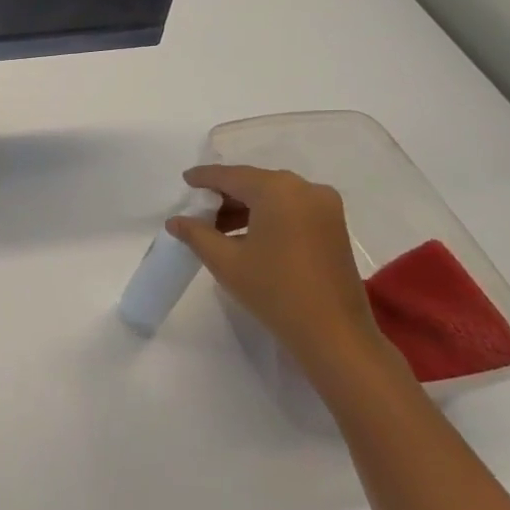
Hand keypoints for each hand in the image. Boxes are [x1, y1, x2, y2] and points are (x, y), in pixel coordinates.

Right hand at [167, 165, 392, 376]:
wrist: (333, 333)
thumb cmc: (274, 290)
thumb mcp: (225, 261)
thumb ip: (196, 234)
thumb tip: (174, 220)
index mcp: (277, 190)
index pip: (231, 176)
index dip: (205, 178)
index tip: (185, 180)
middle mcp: (305, 188)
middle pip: (254, 183)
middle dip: (225, 195)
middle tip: (199, 210)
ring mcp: (325, 207)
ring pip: (274, 196)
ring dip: (246, 207)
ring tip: (218, 228)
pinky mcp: (334, 226)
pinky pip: (292, 209)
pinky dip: (268, 216)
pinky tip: (248, 236)